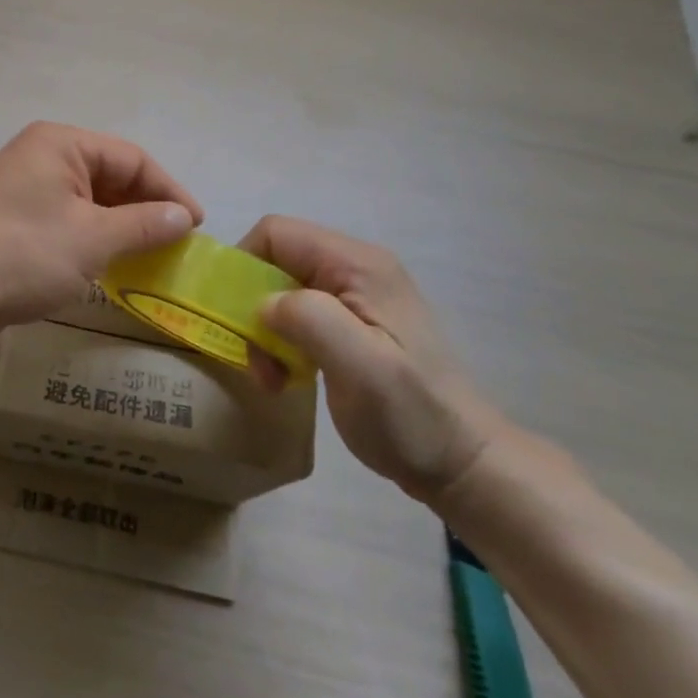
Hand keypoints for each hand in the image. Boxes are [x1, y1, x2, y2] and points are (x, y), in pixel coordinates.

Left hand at [0, 122, 202, 342]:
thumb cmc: (26, 254)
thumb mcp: (95, 239)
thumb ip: (145, 224)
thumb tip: (184, 216)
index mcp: (60, 143)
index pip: (132, 158)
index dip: (169, 191)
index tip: (196, 226)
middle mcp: (41, 155)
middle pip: (110, 176)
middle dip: (145, 209)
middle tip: (176, 245)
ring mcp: (24, 187)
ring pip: (89, 201)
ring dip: (120, 227)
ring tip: (151, 257)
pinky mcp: (14, 218)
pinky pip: (67, 219)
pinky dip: (93, 238)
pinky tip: (111, 264)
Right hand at [240, 216, 505, 506]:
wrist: (462, 464)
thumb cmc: (410, 415)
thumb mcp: (362, 367)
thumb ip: (309, 319)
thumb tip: (262, 303)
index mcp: (358, 265)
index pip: (276, 232)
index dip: (244, 264)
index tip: (235, 315)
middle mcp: (354, 269)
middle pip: (275, 261)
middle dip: (252, 305)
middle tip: (256, 358)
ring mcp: (354, 298)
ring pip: (280, 291)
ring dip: (264, 331)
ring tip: (272, 376)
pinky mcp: (351, 326)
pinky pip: (296, 316)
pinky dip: (280, 343)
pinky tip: (288, 378)